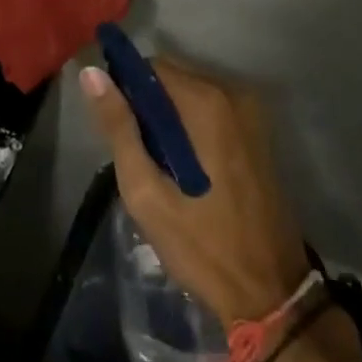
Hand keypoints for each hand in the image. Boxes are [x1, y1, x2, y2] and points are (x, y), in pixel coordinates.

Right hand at [82, 56, 311, 323]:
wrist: (271, 294)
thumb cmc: (202, 245)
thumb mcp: (146, 192)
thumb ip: (118, 127)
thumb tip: (91, 73)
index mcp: (206, 101)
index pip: (151, 68)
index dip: (127, 92)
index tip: (119, 130)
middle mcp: (233, 93)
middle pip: (173, 79)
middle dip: (150, 109)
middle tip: (142, 159)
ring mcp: (252, 113)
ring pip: (192, 94)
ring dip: (171, 120)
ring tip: (163, 169)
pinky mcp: (260, 133)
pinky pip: (213, 111)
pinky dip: (194, 128)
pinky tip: (189, 171)